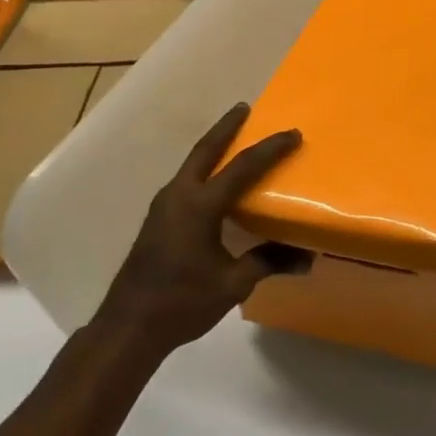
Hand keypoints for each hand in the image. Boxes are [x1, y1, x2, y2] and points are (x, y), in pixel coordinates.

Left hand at [92, 103, 309, 360]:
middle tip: (245, 108)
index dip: (270, 149)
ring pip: (192, 165)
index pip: (242, 168)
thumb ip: (268, 262)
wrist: (128, 327)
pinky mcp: (158, 221)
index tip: (293, 134)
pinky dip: (204, 170)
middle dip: (226, 127)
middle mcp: (178, 196)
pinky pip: (186, 182)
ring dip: (213, 148)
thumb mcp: (233, 283)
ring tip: (234, 139)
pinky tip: (215, 182)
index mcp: (199, 206)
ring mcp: (163, 207)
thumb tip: (307, 258)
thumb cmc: (183, 302)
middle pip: (205, 150)